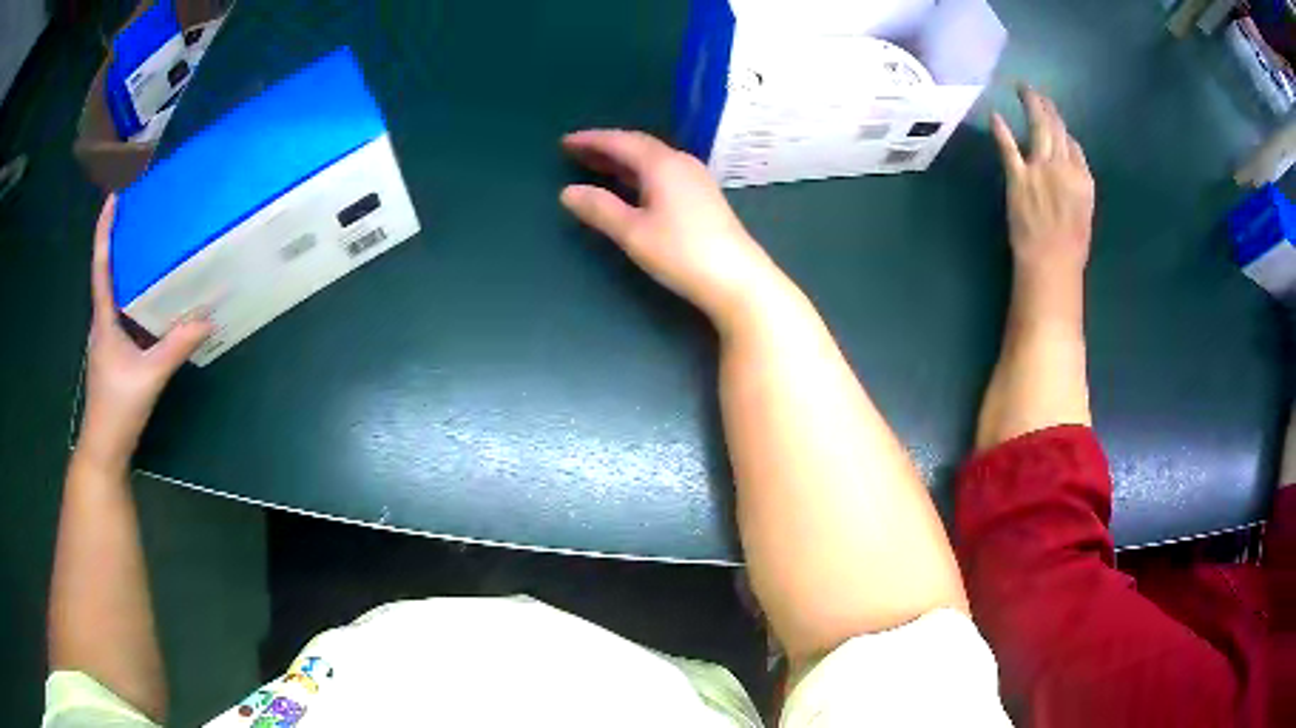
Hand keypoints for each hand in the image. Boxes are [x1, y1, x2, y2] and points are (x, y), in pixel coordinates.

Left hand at [76, 196, 211, 472]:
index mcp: (104, 320)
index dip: (104, 232)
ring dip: (127, 270)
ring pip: (115, 295)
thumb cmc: (118, 408)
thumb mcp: (149, 376)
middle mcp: (102, 324)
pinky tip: (150, 299)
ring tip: (147, 249)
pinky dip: (134, 297)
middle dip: (119, 242)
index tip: (113, 199)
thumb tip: (208, 319)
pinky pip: (123, 314)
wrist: (104, 448)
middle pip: (107, 274)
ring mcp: (107, 340)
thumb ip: (176, 347)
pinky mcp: (113, 355)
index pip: (101, 267)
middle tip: (139, 215)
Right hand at [559, 130, 782, 327]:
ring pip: (652, 159)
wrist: (738, 279)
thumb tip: (568, 192)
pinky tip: (632, 186)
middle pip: (638, 146)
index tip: (565, 142)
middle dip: (606, 147)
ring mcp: (696, 179)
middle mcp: (681, 163)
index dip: (591, 140)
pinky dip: (640, 173)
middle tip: (576, 152)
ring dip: (623, 160)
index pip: (621, 141)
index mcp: (662, 164)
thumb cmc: (682, 253)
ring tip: (597, 166)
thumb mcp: (633, 232)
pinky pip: (663, 172)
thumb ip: (600, 209)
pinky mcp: (703, 196)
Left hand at [992, 86, 1095, 279]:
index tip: (1055, 118)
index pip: (1073, 146)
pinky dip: (1001, 131)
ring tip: (1024, 90)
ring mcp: (1040, 171)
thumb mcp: (1086, 210)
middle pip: (1056, 129)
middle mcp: (1063, 168)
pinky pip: (1009, 148)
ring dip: (1031, 106)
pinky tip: (996, 116)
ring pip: (1037, 129)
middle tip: (1036, 91)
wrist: (1050, 262)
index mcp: (1083, 179)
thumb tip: (1071, 151)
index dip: (1063, 130)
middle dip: (1046, 107)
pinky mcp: (1018, 178)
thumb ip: (1080, 179)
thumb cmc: (1071, 245)